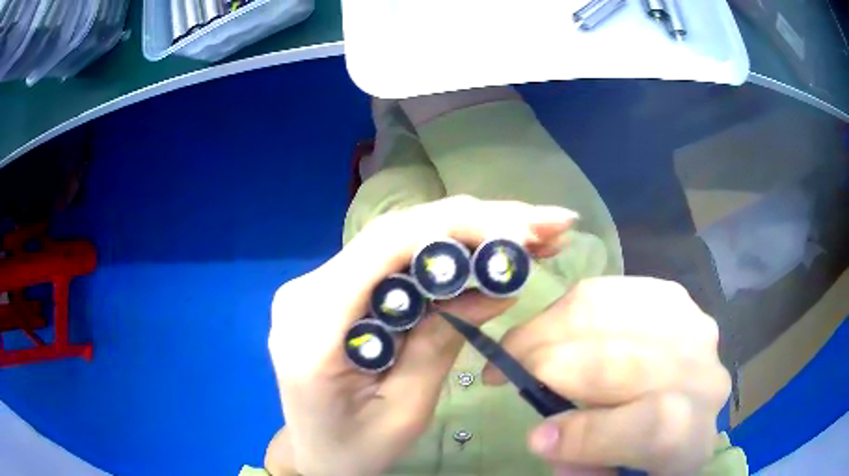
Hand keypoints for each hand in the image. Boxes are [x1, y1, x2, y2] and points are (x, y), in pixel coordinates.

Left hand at [268, 196, 577, 475]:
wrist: (312, 455)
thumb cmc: (353, 449)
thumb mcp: (404, 411)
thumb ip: (441, 344)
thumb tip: (497, 288)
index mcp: (313, 327)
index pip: (385, 247)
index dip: (457, 227)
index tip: (523, 231)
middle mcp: (307, 291)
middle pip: (396, 234)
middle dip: (475, 222)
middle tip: (545, 224)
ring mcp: (317, 286)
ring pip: (398, 240)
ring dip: (465, 231)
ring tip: (530, 233)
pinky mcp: (334, 290)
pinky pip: (392, 260)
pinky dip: (443, 252)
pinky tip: (486, 251)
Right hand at [483, 277, 730, 475]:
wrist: (681, 407)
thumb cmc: (642, 451)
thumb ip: (582, 468)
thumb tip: (547, 434)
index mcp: (692, 438)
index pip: (655, 425)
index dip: (590, 433)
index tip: (536, 436)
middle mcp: (703, 377)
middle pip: (628, 363)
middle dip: (554, 367)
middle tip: (504, 374)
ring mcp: (690, 328)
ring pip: (612, 316)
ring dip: (550, 330)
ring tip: (518, 348)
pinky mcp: (670, 297)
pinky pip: (609, 291)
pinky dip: (568, 307)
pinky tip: (550, 328)